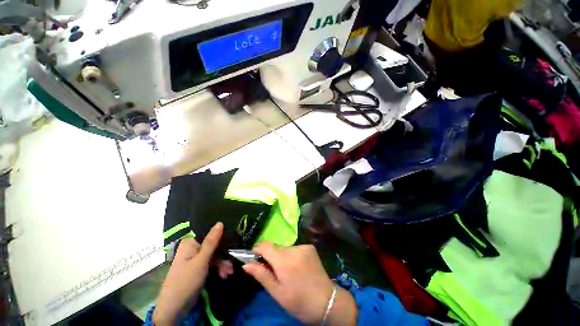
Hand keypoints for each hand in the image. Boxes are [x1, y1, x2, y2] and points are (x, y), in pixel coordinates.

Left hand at [152, 222, 222, 325]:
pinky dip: (218, 268)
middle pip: (213, 246)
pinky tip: (224, 275)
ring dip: (222, 264)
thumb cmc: (186, 281)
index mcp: (191, 243)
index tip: (233, 244)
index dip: (222, 238)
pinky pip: (211, 263)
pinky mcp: (197, 268)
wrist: (174, 309)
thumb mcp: (201, 260)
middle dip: (223, 256)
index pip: (210, 234)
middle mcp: (193, 248)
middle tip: (231, 266)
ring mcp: (195, 258)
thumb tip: (220, 222)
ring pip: (214, 255)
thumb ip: (211, 242)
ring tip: (229, 273)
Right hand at [243, 242, 356, 324]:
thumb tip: (246, 264)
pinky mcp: (310, 247)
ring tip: (288, 273)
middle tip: (274, 273)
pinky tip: (298, 268)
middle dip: (271, 257)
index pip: (265, 245)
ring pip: (285, 249)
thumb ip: (261, 275)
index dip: (257, 250)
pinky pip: (295, 249)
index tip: (255, 259)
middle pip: (275, 248)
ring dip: (282, 257)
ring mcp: (303, 246)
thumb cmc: (299, 302)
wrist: (327, 301)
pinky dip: (292, 256)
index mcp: (284, 260)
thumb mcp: (277, 292)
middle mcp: (294, 249)